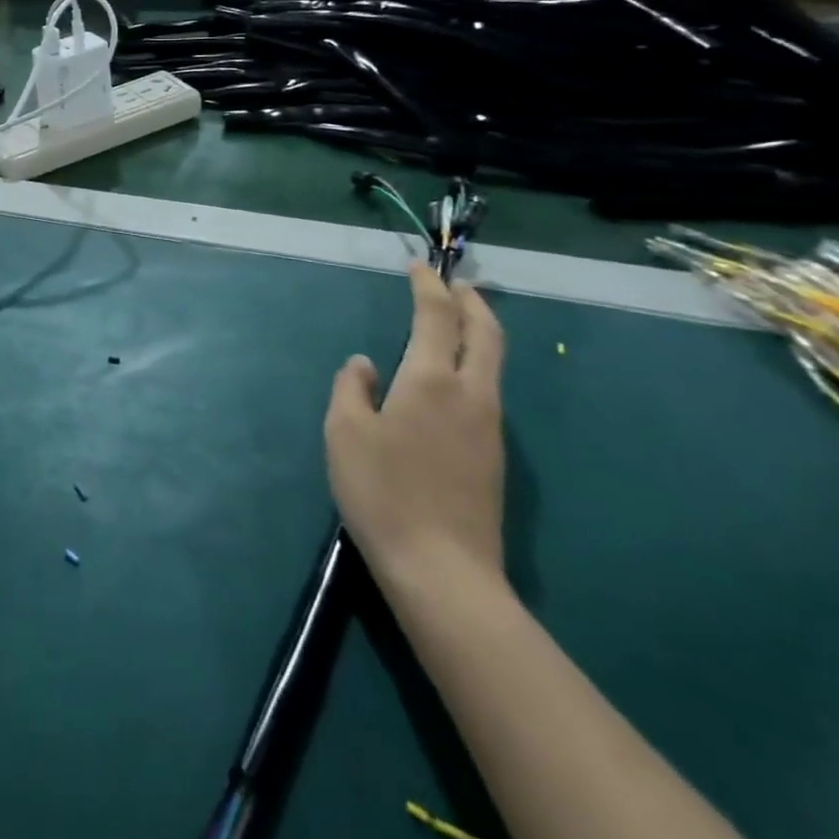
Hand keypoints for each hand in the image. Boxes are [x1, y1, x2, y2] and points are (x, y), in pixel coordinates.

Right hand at [325, 262, 505, 592]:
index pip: (437, 316)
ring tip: (457, 321)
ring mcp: (490, 427)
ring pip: (494, 362)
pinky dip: (476, 363)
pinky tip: (452, 379)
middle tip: (457, 284)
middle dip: (473, 302)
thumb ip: (350, 388)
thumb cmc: (383, 493)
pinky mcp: (494, 456)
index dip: (428, 286)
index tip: (418, 266)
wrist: (443, 571)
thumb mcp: (344, 433)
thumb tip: (364, 365)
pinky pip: (489, 390)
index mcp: (432, 379)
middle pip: (486, 333)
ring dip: (479, 331)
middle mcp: (471, 393)